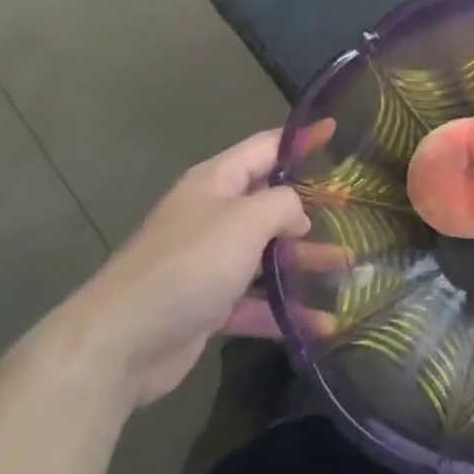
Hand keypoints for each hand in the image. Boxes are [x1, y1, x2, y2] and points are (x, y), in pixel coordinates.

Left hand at [44, 125, 325, 407]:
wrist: (119, 342)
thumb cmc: (188, 265)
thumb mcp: (245, 220)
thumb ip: (283, 205)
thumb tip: (299, 214)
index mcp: (216, 183)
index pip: (265, 148)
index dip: (301, 139)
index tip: (335, 131)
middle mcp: (212, 216)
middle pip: (269, 204)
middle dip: (310, 208)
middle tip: (353, 211)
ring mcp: (208, 263)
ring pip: (267, 255)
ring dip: (305, 261)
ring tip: (348, 267)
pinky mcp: (207, 305)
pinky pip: (255, 301)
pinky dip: (284, 310)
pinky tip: (321, 324)